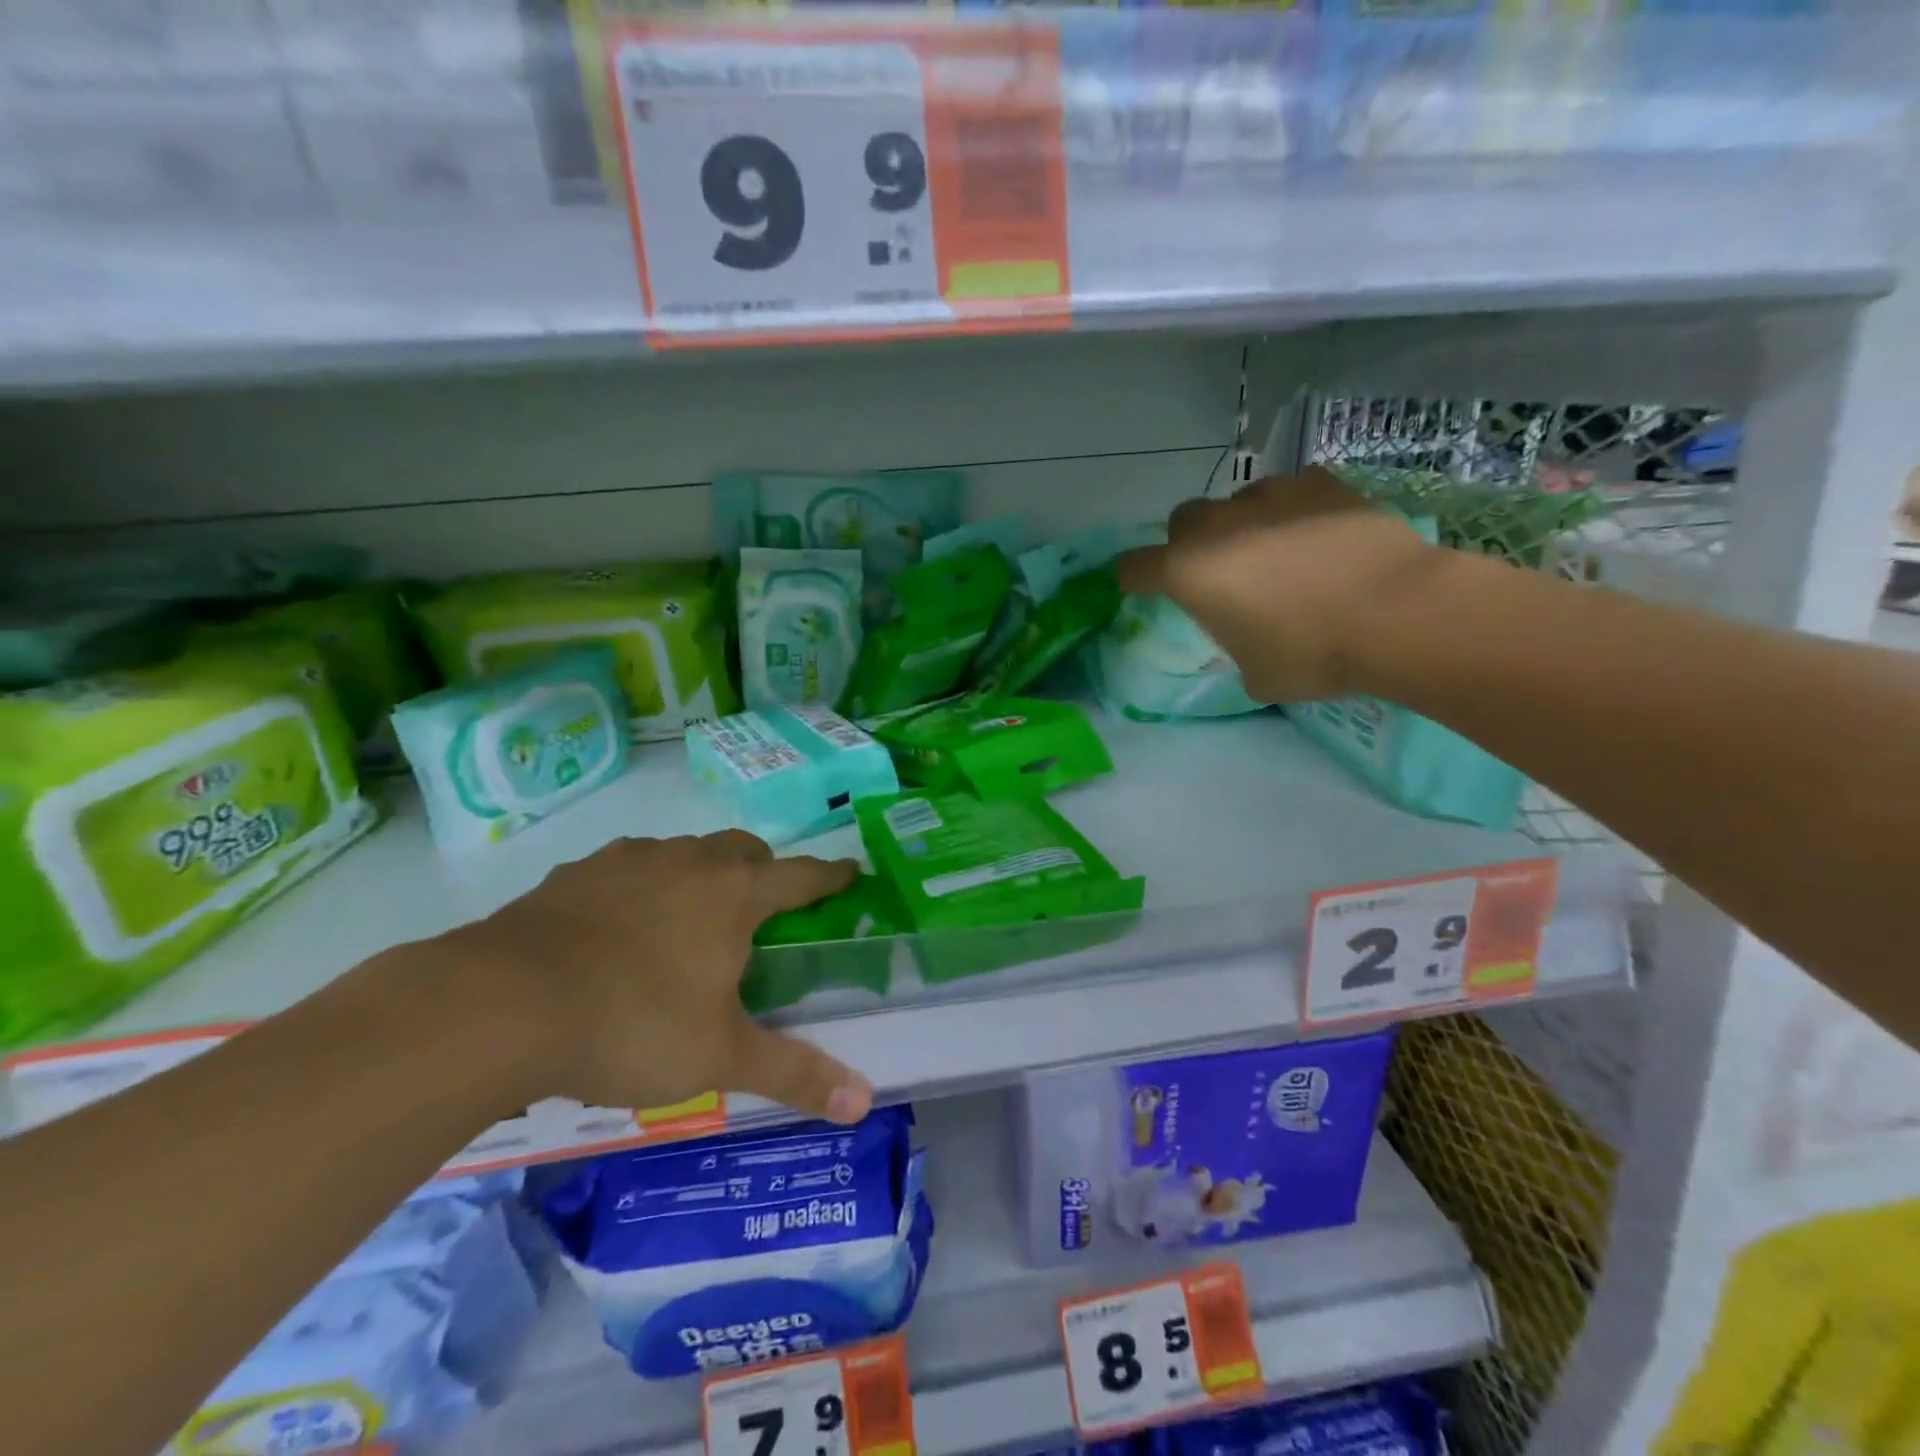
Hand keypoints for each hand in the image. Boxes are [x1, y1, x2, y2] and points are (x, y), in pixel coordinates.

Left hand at [443, 831, 869, 1124]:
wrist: (502, 1005)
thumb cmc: (633, 1024)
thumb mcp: (719, 1059)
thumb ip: (793, 1074)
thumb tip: (863, 1103)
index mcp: (735, 894)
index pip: (802, 875)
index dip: (831, 875)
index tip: (851, 872)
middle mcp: (689, 862)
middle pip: (744, 849)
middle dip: (764, 869)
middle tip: (763, 906)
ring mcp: (629, 860)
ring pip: (685, 852)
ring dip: (701, 872)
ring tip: (690, 917)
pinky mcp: (577, 873)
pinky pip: (628, 867)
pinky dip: (642, 884)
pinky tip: (619, 924)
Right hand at [1115, 467, 1442, 701]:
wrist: (1397, 613)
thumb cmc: (1311, 654)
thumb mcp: (1255, 674)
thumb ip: (1234, 648)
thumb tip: (1248, 637)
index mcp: (1188, 573)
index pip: (1134, 567)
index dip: (1133, 579)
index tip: (1142, 589)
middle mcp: (1218, 526)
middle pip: (1182, 521)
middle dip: (1189, 543)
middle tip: (1219, 572)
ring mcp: (1270, 496)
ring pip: (1238, 501)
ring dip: (1243, 524)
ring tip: (1277, 552)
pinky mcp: (1320, 484)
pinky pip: (1291, 491)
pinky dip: (1293, 510)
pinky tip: (1318, 535)